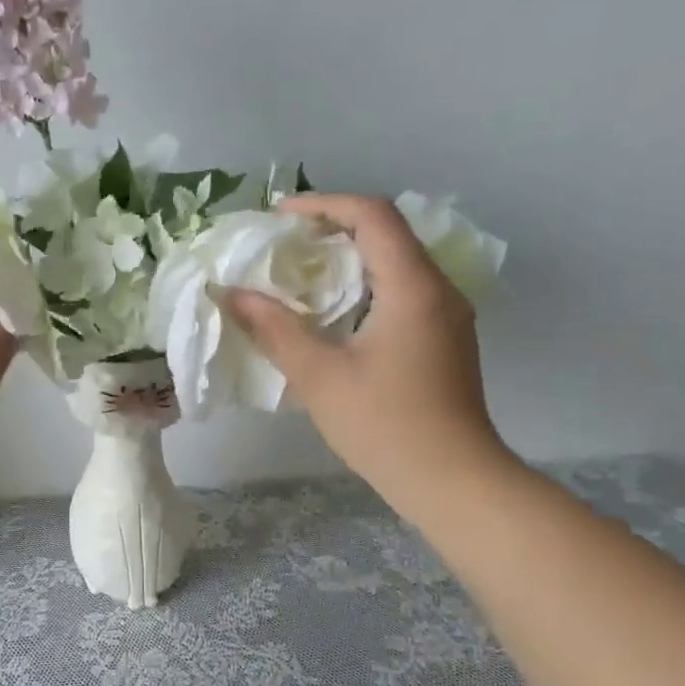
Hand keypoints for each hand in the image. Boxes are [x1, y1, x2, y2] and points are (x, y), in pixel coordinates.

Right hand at [222, 193, 511, 522]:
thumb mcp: (319, 376)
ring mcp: (446, 315)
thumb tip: (232, 294)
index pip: (374, 215)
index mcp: (413, 287)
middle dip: (332, 228)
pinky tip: (331, 313)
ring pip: (395, 262)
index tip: (279, 217)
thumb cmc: (385, 426)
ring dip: (347, 258)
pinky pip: (401, 291)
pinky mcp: (443, 339)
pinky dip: (362, 285)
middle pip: (387, 233)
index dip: (325, 204)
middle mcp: (438, 290)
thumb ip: (274, 329)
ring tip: (299, 274)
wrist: (452, 481)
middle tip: (282, 245)